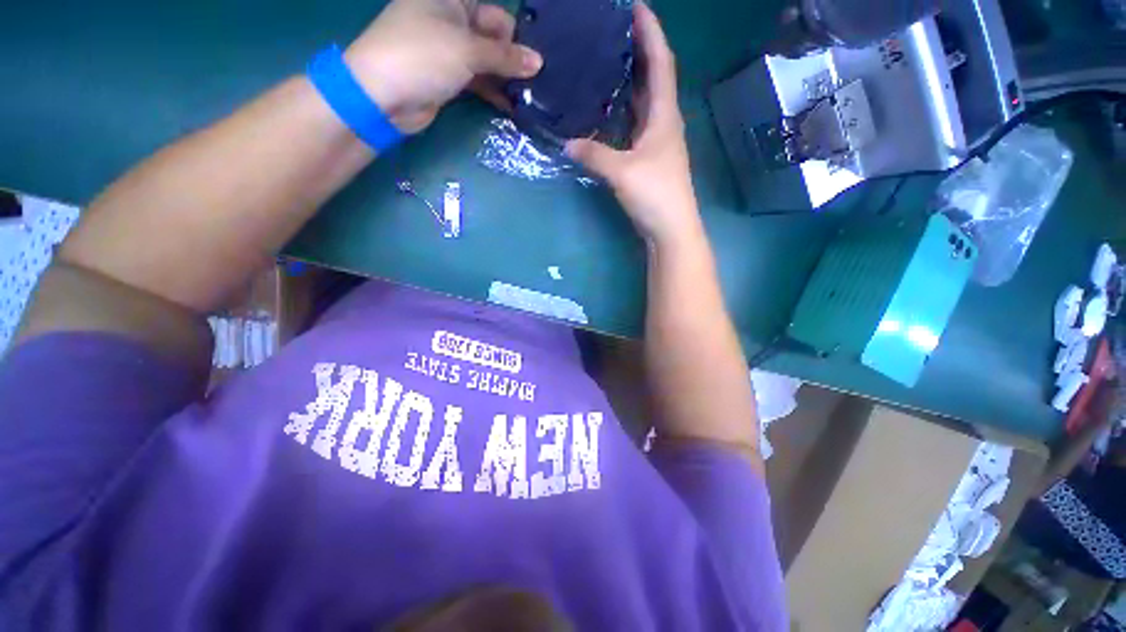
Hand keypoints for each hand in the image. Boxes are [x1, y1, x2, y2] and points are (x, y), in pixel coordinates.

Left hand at [345, 0, 542, 132]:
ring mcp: (450, 50)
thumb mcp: (467, 50)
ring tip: (530, 97)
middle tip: (537, 81)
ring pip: (486, 61)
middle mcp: (452, 20)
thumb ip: (505, 57)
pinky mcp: (449, 77)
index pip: (495, 12)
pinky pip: (478, 80)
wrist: (383, 95)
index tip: (537, 58)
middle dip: (513, 58)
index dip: (516, 34)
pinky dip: (493, 91)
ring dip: (506, 78)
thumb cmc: (423, 56)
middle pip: (493, 36)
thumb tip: (539, 62)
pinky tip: (512, 105)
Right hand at [565, 4, 699, 247]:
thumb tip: (566, 143)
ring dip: (630, 79)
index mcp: (663, 115)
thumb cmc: (655, 195)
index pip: (660, 62)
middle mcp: (663, 122)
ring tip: (607, 61)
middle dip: (638, 49)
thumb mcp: (622, 172)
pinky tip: (607, 108)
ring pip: (643, 100)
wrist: (670, 228)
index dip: (651, 32)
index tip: (635, 6)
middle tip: (612, 31)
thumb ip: (594, 155)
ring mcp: (656, 141)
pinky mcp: (648, 158)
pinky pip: (634, 123)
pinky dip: (623, 110)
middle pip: (653, 76)